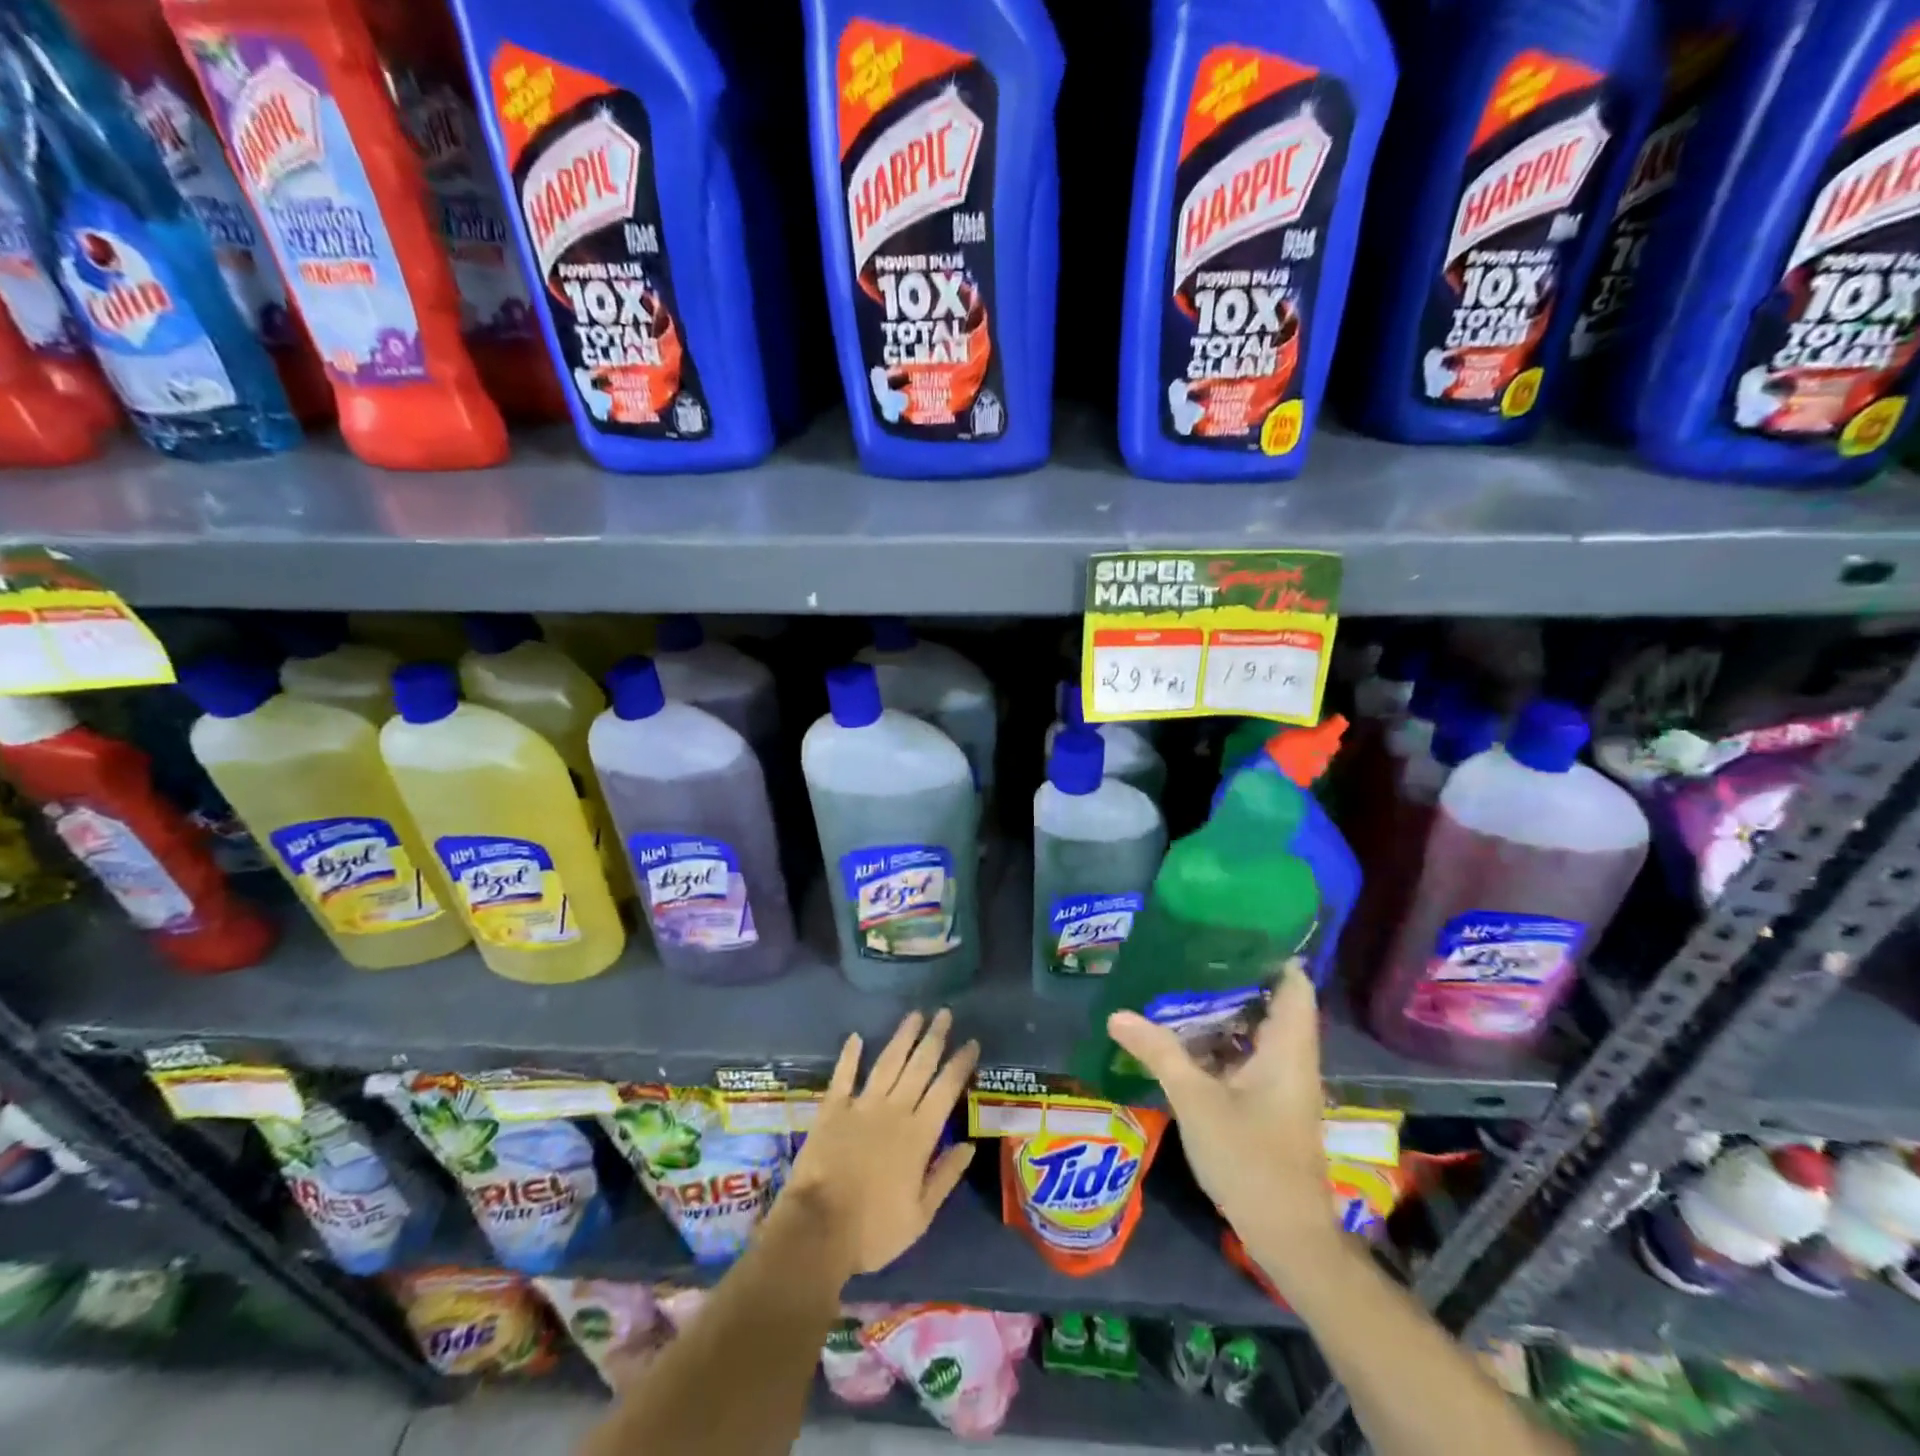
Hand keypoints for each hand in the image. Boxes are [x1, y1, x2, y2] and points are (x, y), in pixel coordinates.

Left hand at [779, 1009, 979, 1278]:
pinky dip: (850, 1055)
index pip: (946, 1090)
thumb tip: (969, 1146)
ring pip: (887, 1062)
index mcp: (919, 1135)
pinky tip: (856, 1036)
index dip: (960, 1064)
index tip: (971, 1042)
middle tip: (944, 1012)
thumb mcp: (920, 1216)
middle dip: (934, 1038)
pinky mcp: (832, 1110)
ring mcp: (862, 1106)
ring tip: (915, 1014)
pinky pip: (843, 1076)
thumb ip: (945, 1176)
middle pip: (919, 1066)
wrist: (818, 1230)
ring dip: (902, 1037)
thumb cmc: (873, 1230)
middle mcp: (894, 1110)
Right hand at [1106, 961, 1332, 1249]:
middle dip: (1235, 977)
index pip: (1294, 984)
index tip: (1231, 929)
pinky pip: (1249, 1056)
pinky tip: (1186, 1036)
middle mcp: (1292, 1059)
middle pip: (1272, 1002)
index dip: (1271, 953)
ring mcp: (1283, 1084)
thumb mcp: (1196, 1100)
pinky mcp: (1271, 1104)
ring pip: (1258, 1031)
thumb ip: (1158, 1052)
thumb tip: (1116, 1014)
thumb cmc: (1249, 1159)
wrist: (1286, 1235)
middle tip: (1190, 951)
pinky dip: (1223, 1041)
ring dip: (1226, 1010)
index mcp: (1287, 1049)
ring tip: (1181, 983)